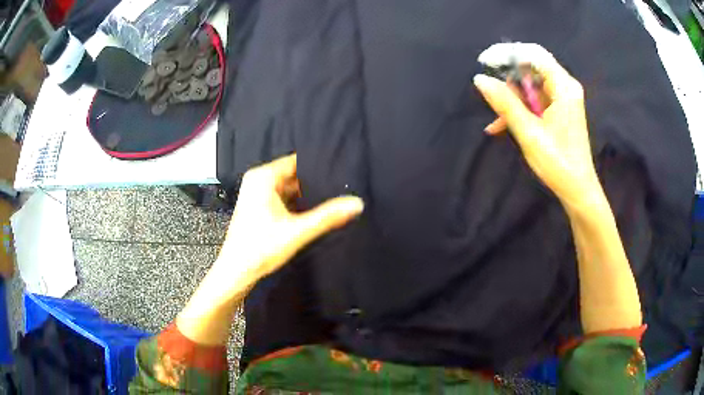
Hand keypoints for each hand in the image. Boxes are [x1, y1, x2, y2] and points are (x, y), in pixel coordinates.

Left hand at [176, 154, 362, 345]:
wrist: (236, 272)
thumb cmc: (261, 248)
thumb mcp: (297, 231)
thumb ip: (328, 216)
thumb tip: (357, 203)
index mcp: (263, 177)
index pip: (297, 161)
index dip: (319, 166)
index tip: (342, 170)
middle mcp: (258, 180)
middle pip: (294, 174)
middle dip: (315, 182)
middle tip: (343, 186)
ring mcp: (257, 193)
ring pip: (289, 187)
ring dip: (307, 194)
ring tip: (334, 197)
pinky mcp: (259, 206)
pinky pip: (283, 197)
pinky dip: (297, 203)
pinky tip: (315, 210)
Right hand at [474, 43, 601, 209]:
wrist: (578, 190)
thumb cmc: (558, 163)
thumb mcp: (529, 132)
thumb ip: (505, 103)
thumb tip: (480, 79)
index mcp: (563, 87)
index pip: (533, 54)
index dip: (507, 53)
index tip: (485, 62)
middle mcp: (565, 87)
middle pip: (531, 67)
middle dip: (508, 79)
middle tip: (491, 95)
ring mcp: (563, 98)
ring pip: (530, 84)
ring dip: (512, 98)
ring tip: (497, 120)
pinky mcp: (559, 109)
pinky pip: (535, 99)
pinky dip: (520, 108)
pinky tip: (503, 124)